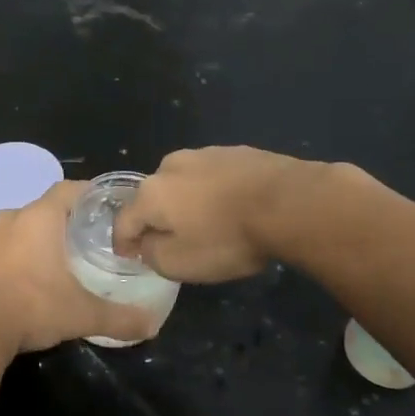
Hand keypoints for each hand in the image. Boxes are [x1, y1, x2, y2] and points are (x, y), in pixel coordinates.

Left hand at [0, 180, 156, 354]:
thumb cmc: (31, 308)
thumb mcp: (82, 314)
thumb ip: (119, 317)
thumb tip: (151, 324)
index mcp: (38, 218)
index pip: (68, 189)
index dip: (88, 194)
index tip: (105, 207)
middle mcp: (9, 218)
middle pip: (43, 209)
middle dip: (64, 222)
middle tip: (86, 240)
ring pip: (18, 228)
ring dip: (36, 239)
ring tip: (56, 261)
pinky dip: (13, 256)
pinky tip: (24, 279)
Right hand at [113, 147, 316, 282]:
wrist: (290, 203)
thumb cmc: (227, 238)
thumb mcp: (179, 263)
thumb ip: (151, 254)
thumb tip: (145, 244)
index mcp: (150, 193)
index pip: (124, 221)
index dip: (123, 243)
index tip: (129, 257)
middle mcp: (170, 166)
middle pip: (153, 198)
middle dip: (157, 219)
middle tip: (172, 241)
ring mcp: (205, 154)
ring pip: (184, 184)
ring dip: (187, 203)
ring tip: (206, 224)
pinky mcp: (236, 152)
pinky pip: (214, 178)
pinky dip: (215, 193)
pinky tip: (233, 209)